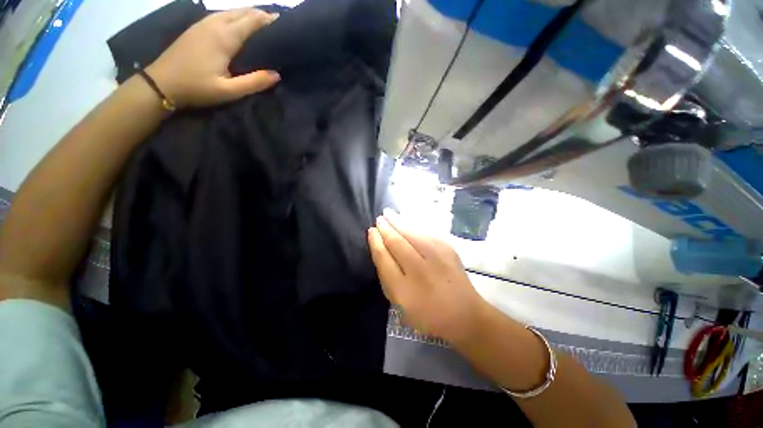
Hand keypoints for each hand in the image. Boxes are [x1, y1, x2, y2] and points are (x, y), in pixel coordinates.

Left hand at [146, 8, 279, 106]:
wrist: (160, 83)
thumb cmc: (196, 87)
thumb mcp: (229, 91)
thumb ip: (254, 82)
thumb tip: (277, 75)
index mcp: (224, 37)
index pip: (252, 20)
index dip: (269, 20)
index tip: (284, 23)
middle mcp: (214, 24)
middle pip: (242, 12)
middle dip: (261, 15)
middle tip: (277, 25)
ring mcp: (203, 24)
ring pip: (231, 11)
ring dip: (248, 14)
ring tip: (263, 24)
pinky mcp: (197, 28)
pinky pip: (221, 15)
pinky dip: (235, 16)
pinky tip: (240, 25)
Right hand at [368, 208, 487, 342]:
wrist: (465, 314)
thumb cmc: (428, 314)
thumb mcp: (401, 305)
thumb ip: (388, 279)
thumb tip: (381, 251)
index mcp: (404, 290)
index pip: (384, 258)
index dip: (376, 243)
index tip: (371, 231)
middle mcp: (419, 271)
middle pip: (397, 243)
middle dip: (385, 229)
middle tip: (378, 219)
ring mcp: (436, 258)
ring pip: (412, 234)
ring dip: (398, 222)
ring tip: (388, 213)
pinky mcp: (448, 250)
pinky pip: (425, 234)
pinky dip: (414, 226)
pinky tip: (407, 221)